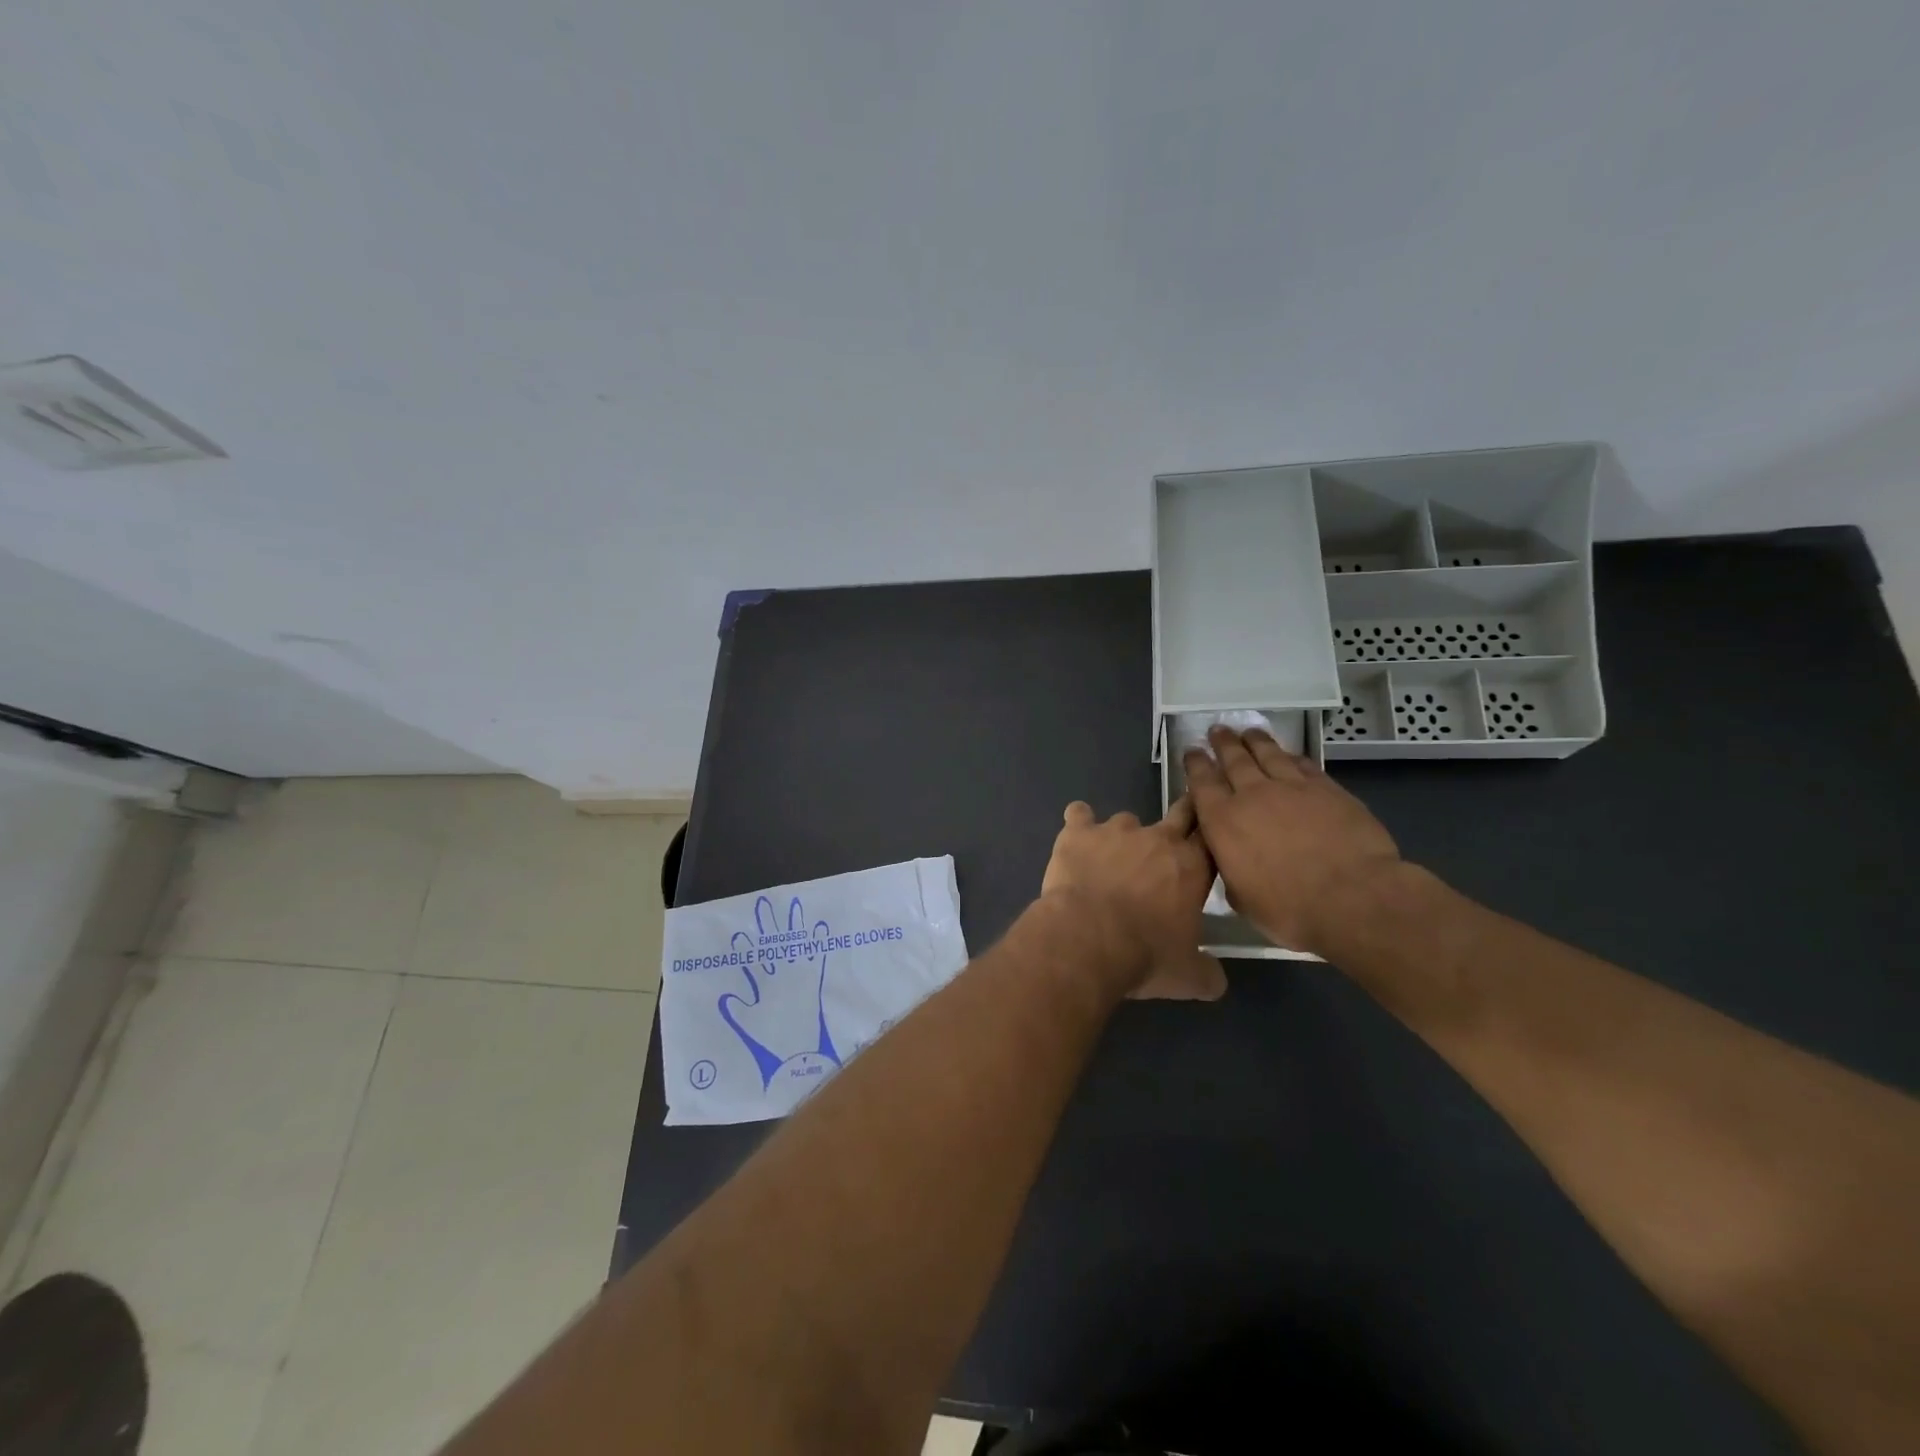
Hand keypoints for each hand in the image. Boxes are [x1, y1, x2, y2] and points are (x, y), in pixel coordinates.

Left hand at [1040, 798, 1226, 1000]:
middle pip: (1180, 812)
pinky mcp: (1079, 833)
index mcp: (1191, 866)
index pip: (1211, 839)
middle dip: (1181, 818)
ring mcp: (1116, 830)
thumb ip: (1207, 973)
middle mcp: (1158, 838)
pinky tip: (1076, 841)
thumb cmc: (1145, 955)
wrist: (1088, 938)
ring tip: (1110, 860)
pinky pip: (1079, 815)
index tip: (1203, 846)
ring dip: (1123, 836)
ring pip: (1127, 819)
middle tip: (1173, 834)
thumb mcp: (1189, 977)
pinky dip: (1079, 824)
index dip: (1208, 841)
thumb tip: (1215, 980)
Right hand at [1182, 727, 1401, 957]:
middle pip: (1234, 759)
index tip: (1191, 751)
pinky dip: (1292, 757)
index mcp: (1223, 822)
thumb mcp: (1242, 898)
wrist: (1353, 897)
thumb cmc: (1289, 909)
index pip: (1202, 783)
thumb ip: (1230, 869)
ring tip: (1248, 731)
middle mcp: (1253, 795)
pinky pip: (1304, 765)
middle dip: (1223, 743)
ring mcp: (1293, 788)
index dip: (1195, 764)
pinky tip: (1290, 754)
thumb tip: (1230, 859)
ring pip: (1269, 754)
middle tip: (1217, 730)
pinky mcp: (1328, 789)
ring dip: (1256, 741)